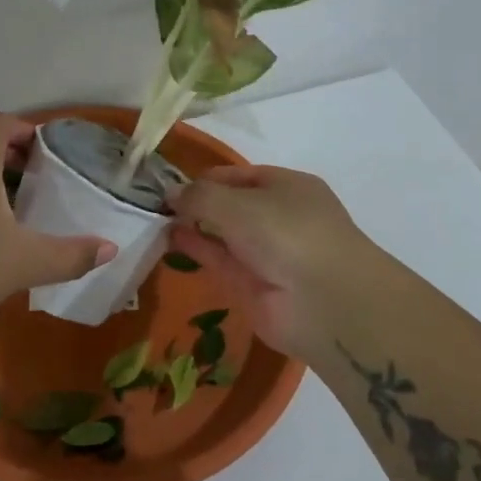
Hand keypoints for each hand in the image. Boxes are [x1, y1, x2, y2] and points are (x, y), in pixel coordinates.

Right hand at [169, 166, 384, 360]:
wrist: (326, 303)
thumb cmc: (286, 233)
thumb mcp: (237, 203)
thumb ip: (199, 196)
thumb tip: (170, 193)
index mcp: (287, 187)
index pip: (238, 176)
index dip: (204, 179)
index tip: (169, 185)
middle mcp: (279, 216)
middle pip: (230, 205)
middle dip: (197, 203)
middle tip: (155, 204)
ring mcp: (268, 253)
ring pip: (223, 234)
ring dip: (193, 226)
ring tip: (154, 220)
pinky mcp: (255, 285)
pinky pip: (221, 261)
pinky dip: (197, 249)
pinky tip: (169, 240)